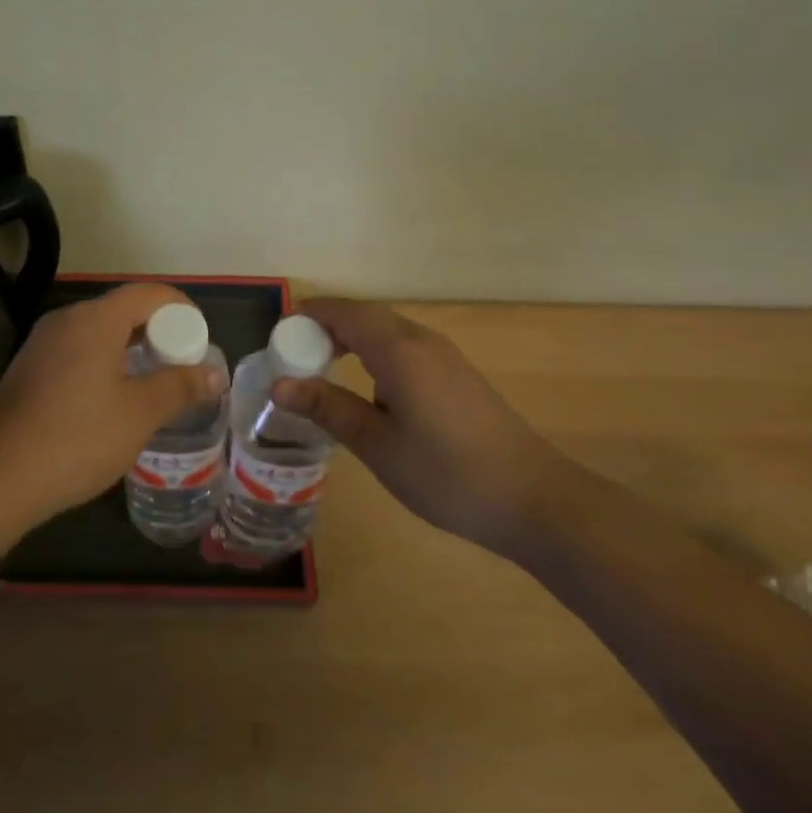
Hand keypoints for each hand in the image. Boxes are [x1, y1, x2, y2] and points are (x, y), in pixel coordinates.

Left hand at [0, 284, 226, 544]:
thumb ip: (179, 387)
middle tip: (182, 365)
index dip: (182, 310)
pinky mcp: (29, 367)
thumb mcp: (138, 414)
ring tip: (154, 382)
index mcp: (95, 320)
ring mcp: (43, 342)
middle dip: (158, 332)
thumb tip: (214, 374)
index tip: (201, 341)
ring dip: (131, 349)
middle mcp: (66, 319)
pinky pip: (77, 350)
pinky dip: (104, 362)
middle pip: (123, 309)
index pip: (149, 293)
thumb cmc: (77, 438)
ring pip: (99, 331)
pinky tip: (114, 397)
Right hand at [271, 298, 568, 555]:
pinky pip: (404, 347)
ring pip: (385, 330)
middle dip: (325, 328)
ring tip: (322, 371)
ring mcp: (443, 356)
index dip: (307, 317)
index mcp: (399, 349)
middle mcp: (421, 340)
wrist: (534, 499)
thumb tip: (278, 385)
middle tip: (292, 357)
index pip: (343, 313)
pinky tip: (368, 389)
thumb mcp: (378, 445)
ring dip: (351, 340)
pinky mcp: (456, 375)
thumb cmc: (447, 473)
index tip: (277, 338)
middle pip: (364, 316)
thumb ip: (328, 408)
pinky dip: (374, 354)